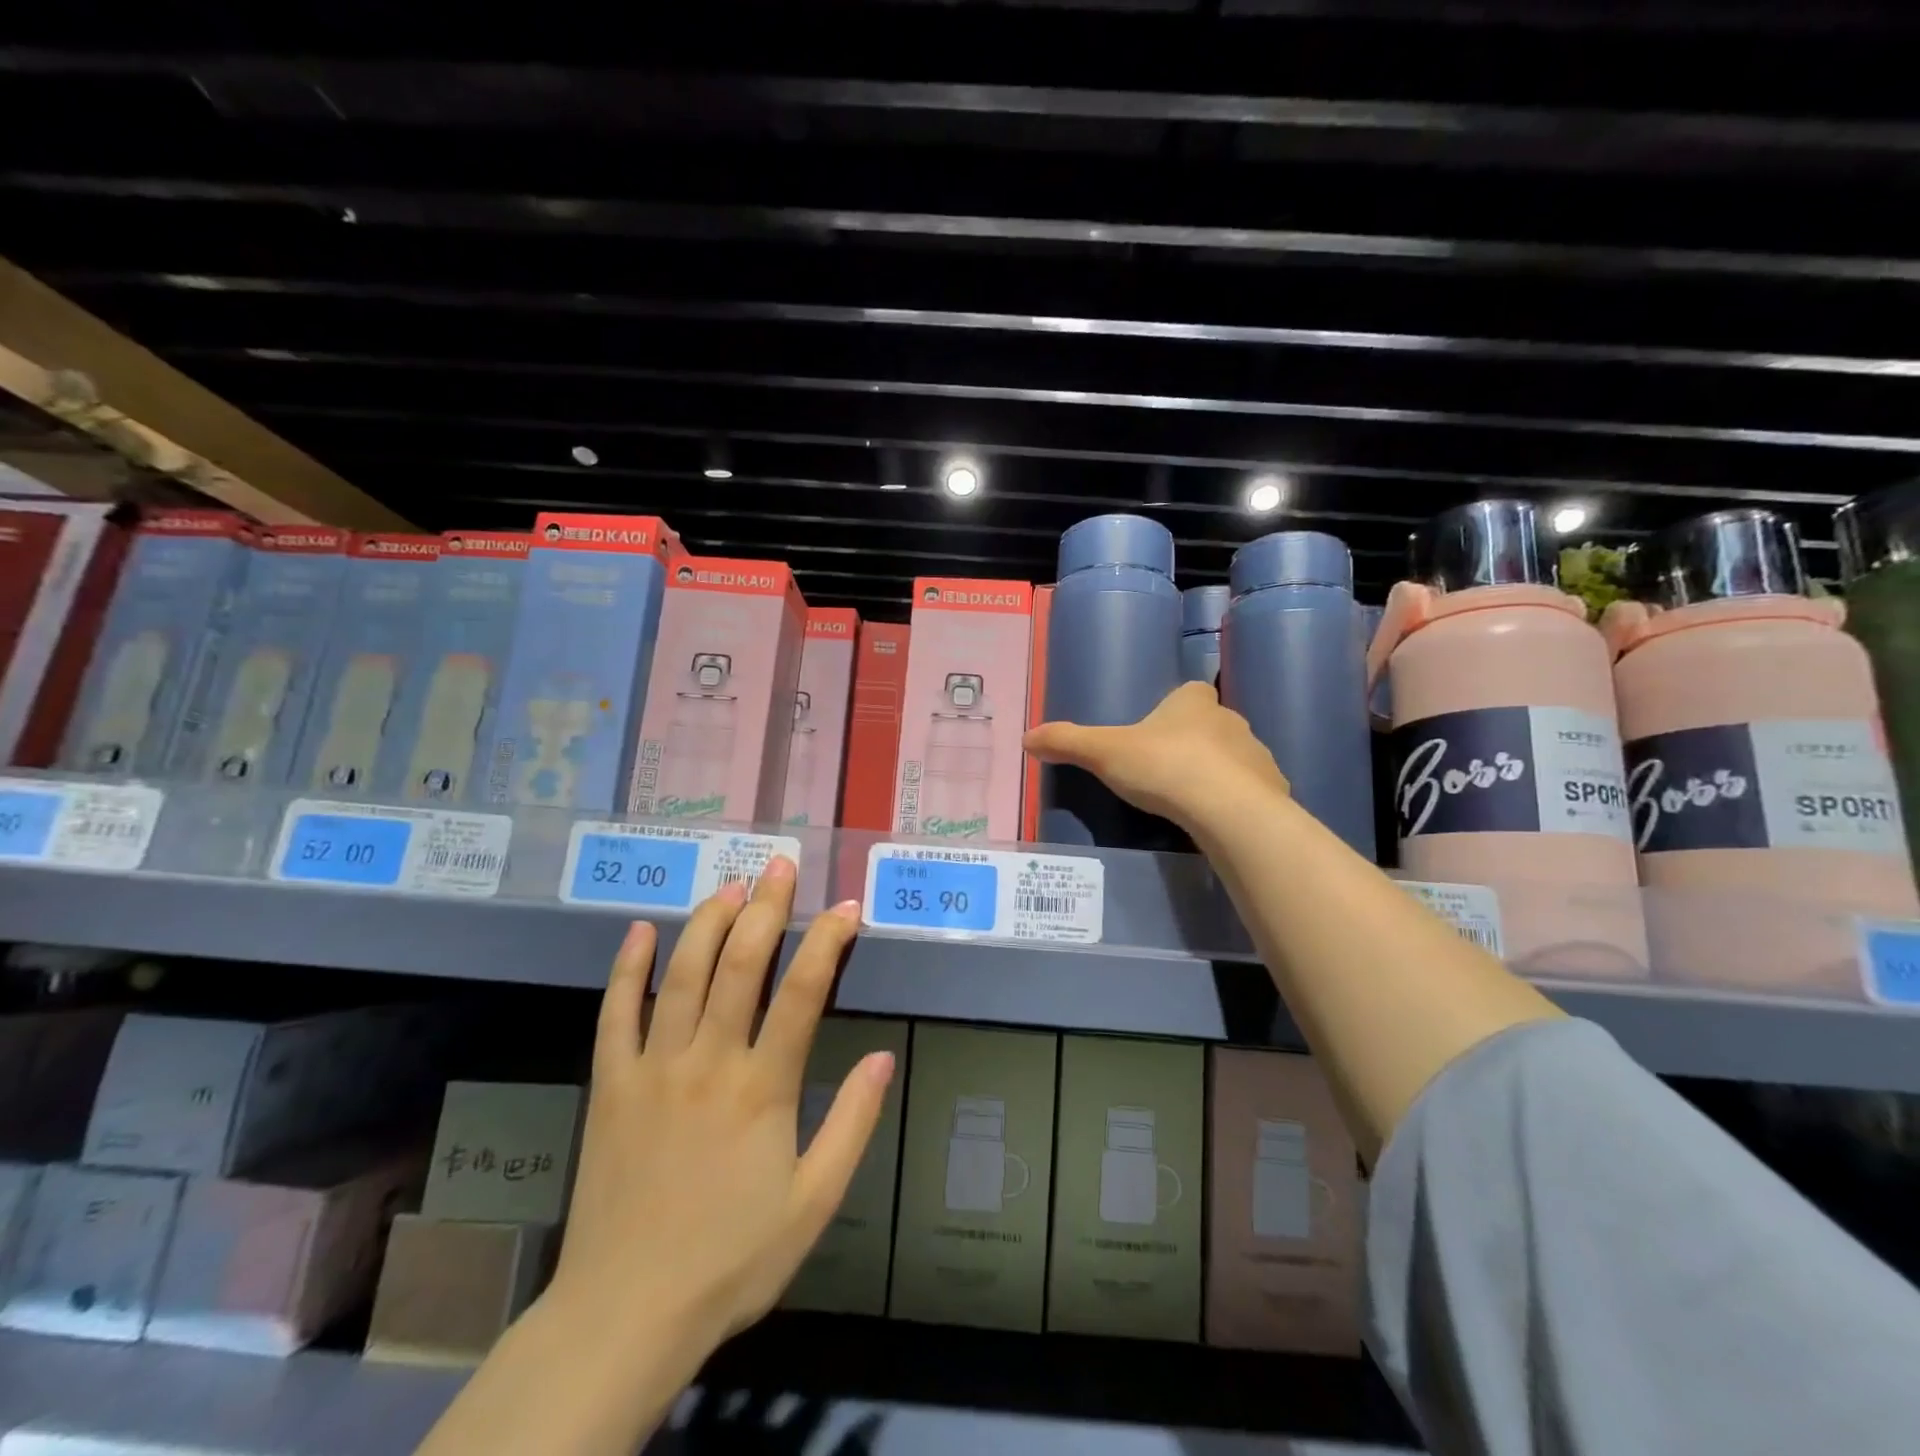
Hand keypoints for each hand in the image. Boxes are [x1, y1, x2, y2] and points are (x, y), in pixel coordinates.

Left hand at [545, 857, 893, 1354]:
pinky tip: (640, 931)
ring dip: (707, 921)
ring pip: (682, 974)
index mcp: (762, 1088)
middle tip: (781, 865)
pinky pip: (615, 1013)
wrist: (628, 1312)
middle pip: (740, 964)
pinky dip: (628, 968)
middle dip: (766, 907)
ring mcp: (652, 1068)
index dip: (828, 941)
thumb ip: (852, 1124)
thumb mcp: (814, 1203)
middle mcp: (708, 1061)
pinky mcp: (610, 1084)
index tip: (846, 907)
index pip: (804, 991)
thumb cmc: (732, 1257)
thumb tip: (884, 1057)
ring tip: (731, 885)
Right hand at [1021, 681, 1288, 832]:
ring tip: (1190, 802)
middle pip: (1211, 726)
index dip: (1174, 709)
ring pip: (1233, 758)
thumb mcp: (1104, 753)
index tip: (1156, 734)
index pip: (1188, 693)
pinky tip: (1217, 822)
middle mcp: (1230, 720)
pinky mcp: (1273, 789)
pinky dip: (1236, 802)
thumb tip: (1026, 737)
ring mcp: (1257, 754)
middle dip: (1193, 743)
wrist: (1226, 809)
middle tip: (1166, 773)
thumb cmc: (1163, 766)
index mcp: (1193, 702)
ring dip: (1217, 773)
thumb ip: (1067, 742)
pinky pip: (1251, 791)